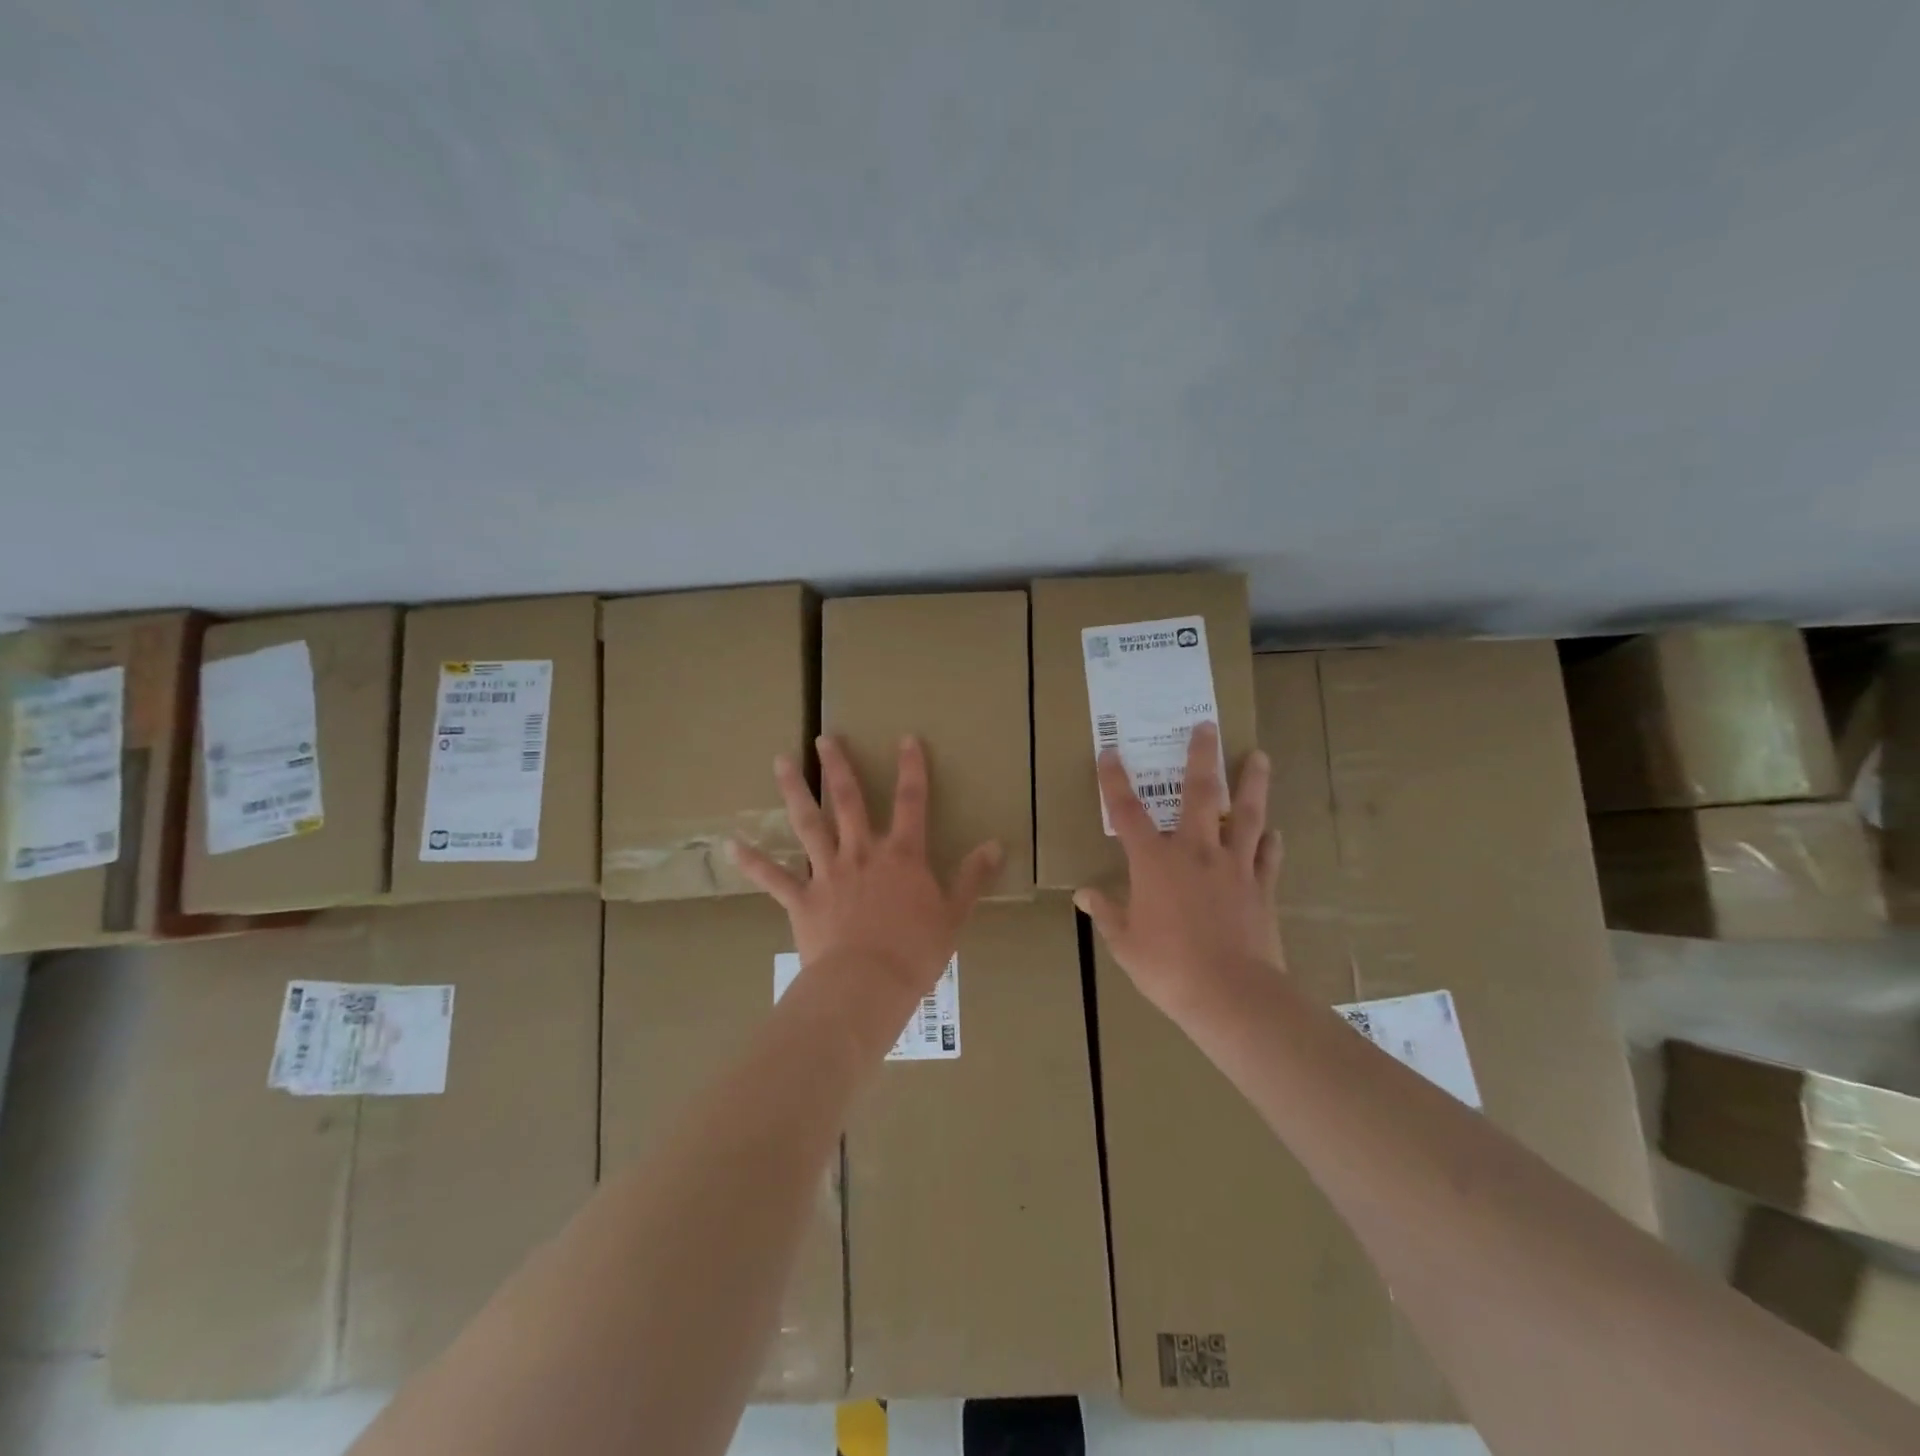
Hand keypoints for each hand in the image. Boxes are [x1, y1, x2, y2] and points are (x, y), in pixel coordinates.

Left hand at [729, 734, 1003, 995]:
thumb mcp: (954, 915)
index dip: (911, 768)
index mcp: (901, 855)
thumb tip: (995, 845)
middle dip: (837, 766)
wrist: (866, 985)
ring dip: (794, 791)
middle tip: (822, 738)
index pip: (911, 802)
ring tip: (780, 762)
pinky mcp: (801, 898)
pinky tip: (732, 843)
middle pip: (849, 801)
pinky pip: (773, 877)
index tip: (906, 739)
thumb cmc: (915, 952)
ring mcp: (828, 873)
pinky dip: (752, 860)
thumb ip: (972, 877)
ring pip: (809, 824)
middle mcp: (862, 853)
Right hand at [1074, 721, 1283, 1019]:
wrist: (1232, 994)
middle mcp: (1195, 852)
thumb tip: (1084, 894)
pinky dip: (1270, 842)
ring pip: (1244, 815)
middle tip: (1207, 726)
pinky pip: (1267, 857)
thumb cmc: (1168, 968)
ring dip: (1251, 783)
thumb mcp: (1125, 944)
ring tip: (1258, 757)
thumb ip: (1106, 914)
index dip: (1115, 781)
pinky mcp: (1261, 888)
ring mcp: (1233, 867)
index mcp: (1155, 862)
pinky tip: (1274, 832)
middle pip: (1199, 794)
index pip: (1127, 813)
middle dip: (1201, 756)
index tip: (1110, 752)